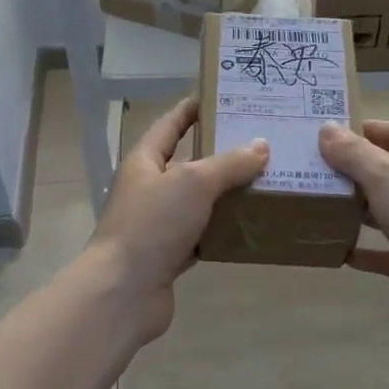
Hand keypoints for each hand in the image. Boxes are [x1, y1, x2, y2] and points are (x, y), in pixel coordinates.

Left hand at [82, 98, 268, 344]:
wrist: (124, 291)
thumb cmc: (152, 225)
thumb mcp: (193, 183)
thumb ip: (228, 163)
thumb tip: (261, 146)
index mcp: (145, 161)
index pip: (169, 125)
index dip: (191, 110)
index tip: (219, 96)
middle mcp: (149, 188)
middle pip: (188, 163)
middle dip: (221, 153)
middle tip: (260, 141)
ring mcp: (158, 224)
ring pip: (198, 201)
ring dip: (226, 193)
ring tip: (265, 180)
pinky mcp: (169, 255)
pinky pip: (201, 234)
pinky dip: (222, 229)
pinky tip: (250, 224)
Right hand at [318, 119, 388, 341]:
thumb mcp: (387, 176)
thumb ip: (354, 153)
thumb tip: (325, 128)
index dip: (363, 129)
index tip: (324, 134)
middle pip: (384, 170)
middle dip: (349, 170)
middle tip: (306, 169)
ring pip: (380, 211)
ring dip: (351, 208)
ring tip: (312, 204)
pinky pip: (380, 252)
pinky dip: (359, 249)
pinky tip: (332, 247)